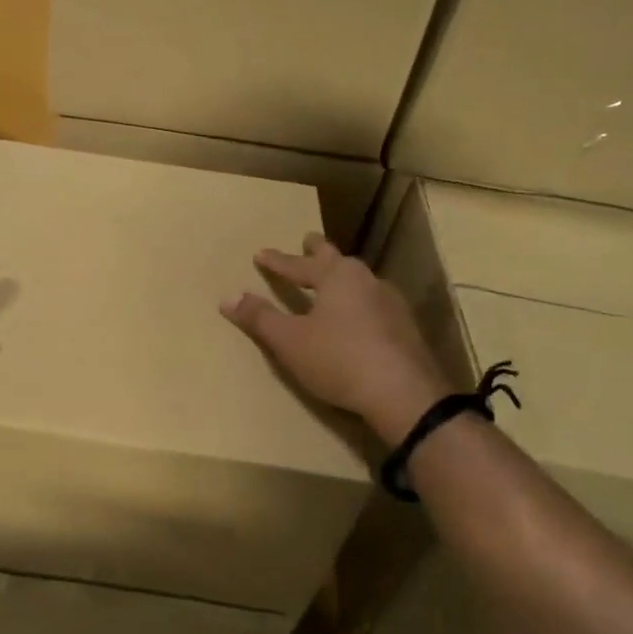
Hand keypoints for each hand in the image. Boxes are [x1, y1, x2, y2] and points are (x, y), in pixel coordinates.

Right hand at [221, 233, 450, 443]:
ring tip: (334, 278)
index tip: (260, 254)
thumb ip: (259, 317)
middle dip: (319, 251)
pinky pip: (374, 304)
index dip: (277, 262)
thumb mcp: (289, 340)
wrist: (403, 393)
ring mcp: (391, 303)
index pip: (299, 265)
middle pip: (337, 260)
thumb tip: (228, 297)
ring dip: (342, 277)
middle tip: (309, 239)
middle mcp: (366, 281)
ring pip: (359, 281)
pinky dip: (358, 302)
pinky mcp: (405, 328)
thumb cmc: (338, 359)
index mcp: (337, 277)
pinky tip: (359, 315)